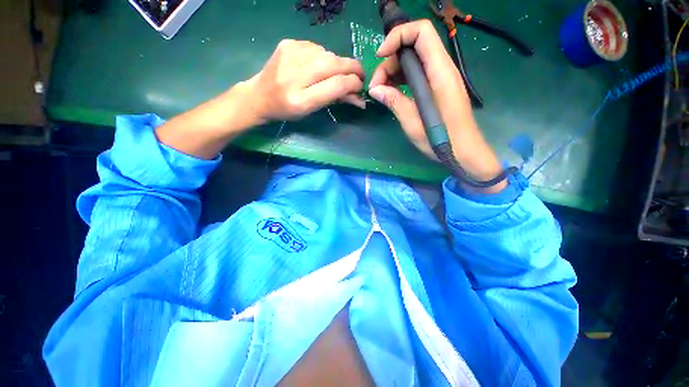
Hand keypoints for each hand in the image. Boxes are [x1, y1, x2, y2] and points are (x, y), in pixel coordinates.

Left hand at [247, 39, 365, 122]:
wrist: (259, 95)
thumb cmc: (288, 110)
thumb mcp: (312, 110)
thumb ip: (335, 100)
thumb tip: (359, 99)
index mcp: (301, 100)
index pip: (336, 86)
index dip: (353, 84)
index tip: (360, 86)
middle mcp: (294, 76)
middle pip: (333, 65)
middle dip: (352, 68)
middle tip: (360, 74)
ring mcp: (290, 55)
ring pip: (328, 54)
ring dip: (338, 63)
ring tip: (336, 73)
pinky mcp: (287, 44)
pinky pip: (316, 47)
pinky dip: (324, 56)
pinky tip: (319, 64)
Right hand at [368, 20, 504, 187]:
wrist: (464, 151)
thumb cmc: (441, 140)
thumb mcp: (413, 123)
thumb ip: (395, 102)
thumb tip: (375, 89)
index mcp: (439, 72)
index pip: (421, 32)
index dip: (398, 36)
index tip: (379, 56)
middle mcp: (442, 68)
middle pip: (413, 46)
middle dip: (390, 60)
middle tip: (376, 87)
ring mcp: (440, 77)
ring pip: (413, 60)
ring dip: (393, 71)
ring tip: (381, 92)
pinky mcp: (436, 87)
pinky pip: (417, 73)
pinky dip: (401, 79)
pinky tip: (391, 93)